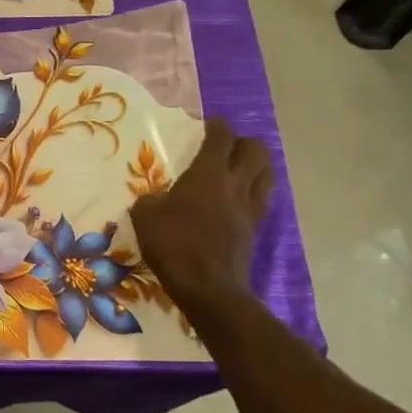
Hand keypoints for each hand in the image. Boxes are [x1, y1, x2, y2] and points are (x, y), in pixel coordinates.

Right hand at [130, 118, 274, 308]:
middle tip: (225, 148)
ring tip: (238, 169)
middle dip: (243, 142)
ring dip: (255, 166)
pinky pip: (262, 199)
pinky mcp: (256, 229)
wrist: (208, 287)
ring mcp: (250, 207)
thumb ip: (151, 199)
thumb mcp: (145, 216)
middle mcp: (236, 184)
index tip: (208, 124)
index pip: (222, 136)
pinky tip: (238, 199)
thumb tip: (155, 199)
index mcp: (208, 173)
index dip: (216, 125)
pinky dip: (254, 191)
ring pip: (266, 173)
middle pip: (256, 150)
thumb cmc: (173, 245)